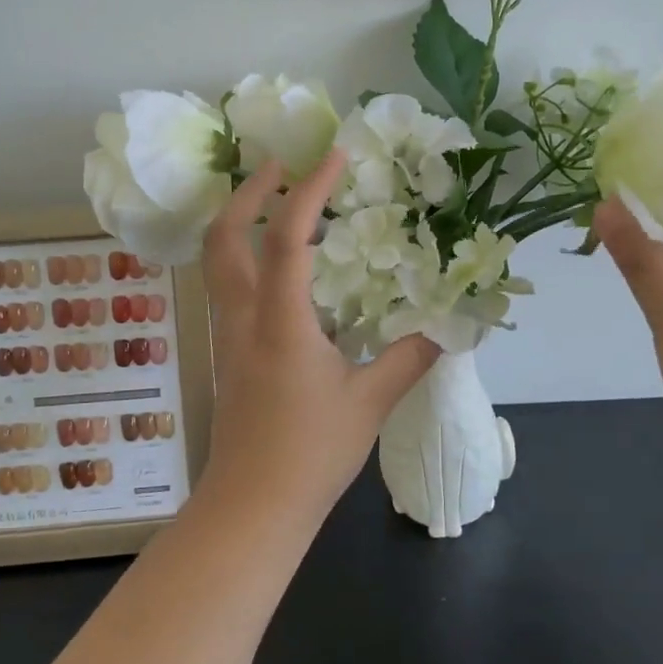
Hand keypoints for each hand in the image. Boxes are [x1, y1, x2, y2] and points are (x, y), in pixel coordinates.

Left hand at [198, 150, 439, 519]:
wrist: (251, 507)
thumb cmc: (310, 455)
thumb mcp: (370, 403)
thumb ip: (409, 358)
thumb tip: (445, 328)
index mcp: (280, 323)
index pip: (285, 238)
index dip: (308, 191)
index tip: (332, 156)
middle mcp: (242, 318)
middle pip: (223, 237)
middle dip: (247, 192)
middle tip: (280, 166)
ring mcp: (227, 335)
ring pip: (217, 261)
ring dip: (239, 220)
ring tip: (276, 202)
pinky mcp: (227, 353)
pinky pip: (228, 287)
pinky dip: (245, 256)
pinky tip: (279, 267)